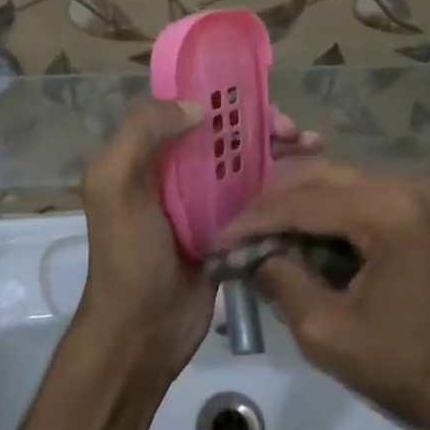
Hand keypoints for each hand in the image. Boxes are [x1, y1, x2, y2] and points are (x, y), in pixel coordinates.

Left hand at [77, 100, 324, 383]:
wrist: (142, 333)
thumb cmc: (128, 256)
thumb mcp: (115, 185)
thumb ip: (142, 133)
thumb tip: (198, 106)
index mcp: (145, 153)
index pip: (188, 106)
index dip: (225, 96)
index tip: (260, 99)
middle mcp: (175, 169)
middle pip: (224, 132)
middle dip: (261, 123)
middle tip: (295, 131)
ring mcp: (204, 200)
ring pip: (245, 160)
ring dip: (278, 149)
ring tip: (314, 146)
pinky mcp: (229, 228)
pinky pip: (258, 196)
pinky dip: (282, 183)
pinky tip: (312, 181)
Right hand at [221, 164, 429, 429]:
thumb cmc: (404, 369)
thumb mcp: (326, 333)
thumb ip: (281, 282)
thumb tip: (249, 255)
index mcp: (387, 211)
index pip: (303, 201)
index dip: (254, 219)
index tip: (216, 239)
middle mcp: (402, 187)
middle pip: (318, 177)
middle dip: (272, 204)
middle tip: (234, 233)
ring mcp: (413, 196)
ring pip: (334, 183)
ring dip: (294, 206)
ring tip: (257, 235)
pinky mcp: (414, 212)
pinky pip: (354, 198)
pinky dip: (321, 215)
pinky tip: (294, 237)